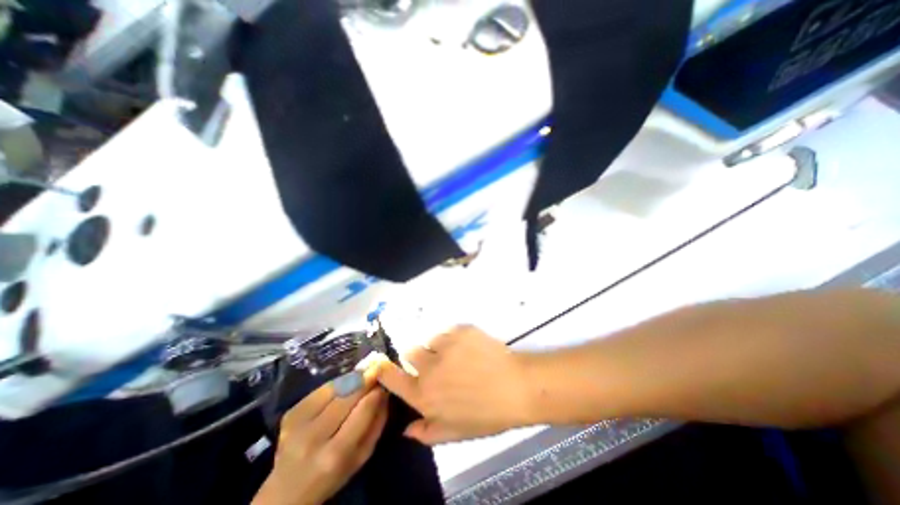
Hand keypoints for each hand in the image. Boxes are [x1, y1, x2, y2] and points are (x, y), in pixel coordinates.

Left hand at [257, 365, 390, 504]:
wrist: (287, 490)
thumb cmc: (333, 474)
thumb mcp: (362, 456)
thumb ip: (377, 423)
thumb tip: (385, 391)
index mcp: (336, 454)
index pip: (364, 409)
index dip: (377, 391)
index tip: (386, 380)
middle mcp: (314, 437)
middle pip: (348, 395)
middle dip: (366, 378)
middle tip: (378, 366)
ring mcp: (298, 423)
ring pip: (334, 387)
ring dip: (353, 377)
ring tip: (365, 371)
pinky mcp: (291, 412)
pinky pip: (322, 389)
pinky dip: (338, 382)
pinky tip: (346, 382)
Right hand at [375, 326, 528, 442]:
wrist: (516, 386)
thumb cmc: (487, 414)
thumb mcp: (456, 432)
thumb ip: (427, 432)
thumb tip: (407, 428)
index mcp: (424, 395)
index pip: (391, 378)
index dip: (384, 370)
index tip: (382, 365)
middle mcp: (429, 368)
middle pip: (410, 352)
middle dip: (421, 359)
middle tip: (440, 365)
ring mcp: (444, 345)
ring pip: (431, 340)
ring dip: (440, 348)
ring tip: (460, 356)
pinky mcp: (459, 330)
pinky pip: (448, 331)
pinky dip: (455, 338)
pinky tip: (471, 347)